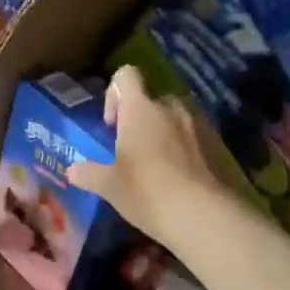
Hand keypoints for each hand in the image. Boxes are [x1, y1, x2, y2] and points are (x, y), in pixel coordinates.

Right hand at [66, 65, 230, 244]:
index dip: (114, 94)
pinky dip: (184, 147)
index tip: (111, 125)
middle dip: (140, 118)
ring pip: (174, 117)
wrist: (202, 215)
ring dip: (163, 132)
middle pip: (151, 99)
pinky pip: (194, 135)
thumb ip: (88, 173)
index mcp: (141, 109)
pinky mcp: (217, 143)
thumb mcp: (109, 186)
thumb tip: (72, 171)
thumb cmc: (147, 192)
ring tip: (156, 164)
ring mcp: (197, 123)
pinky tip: (178, 176)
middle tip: (131, 149)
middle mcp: (170, 107)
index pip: (125, 75)